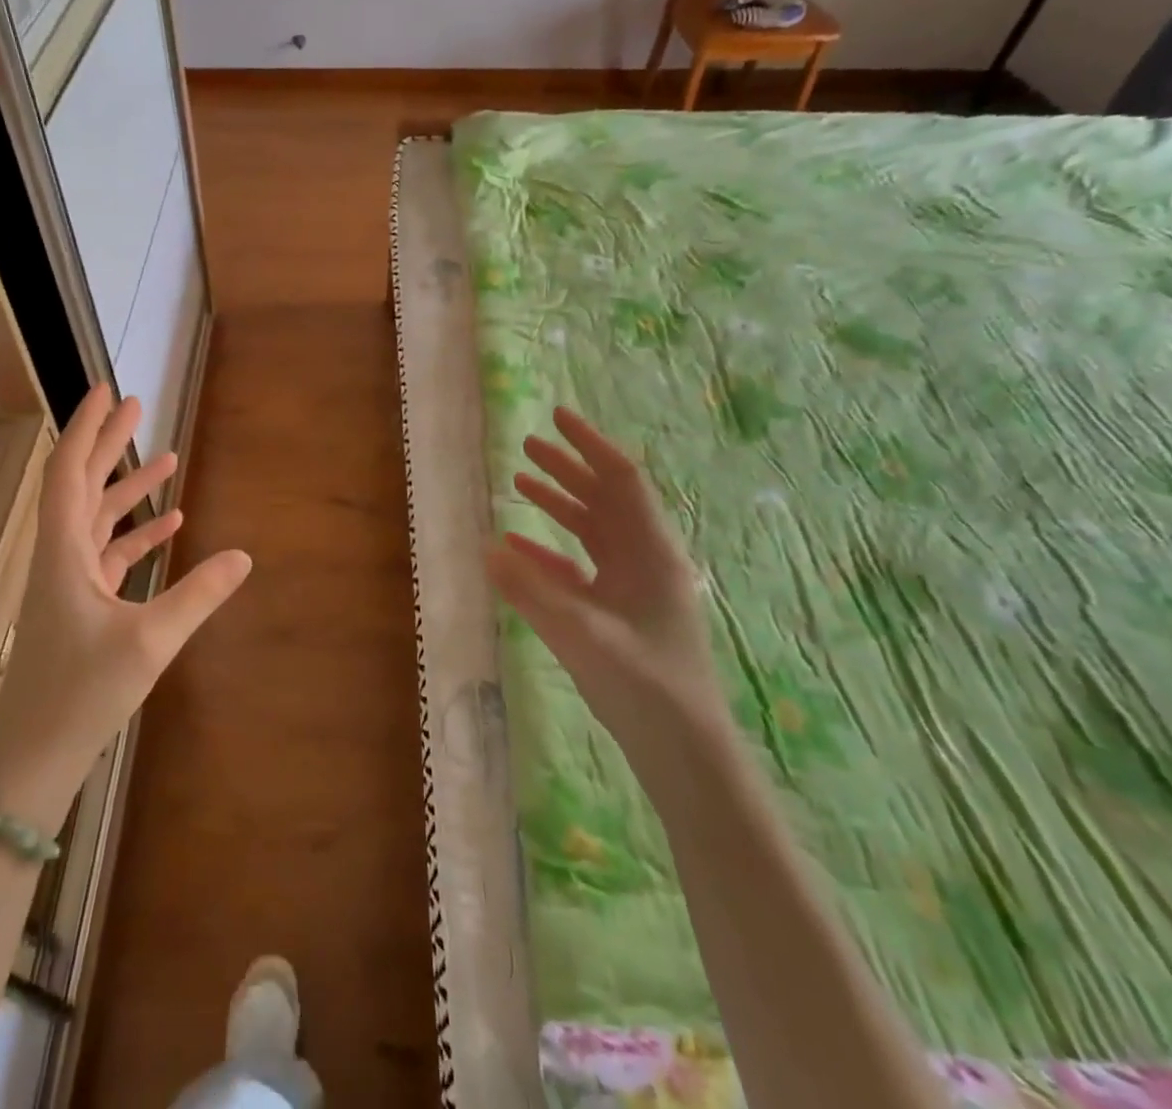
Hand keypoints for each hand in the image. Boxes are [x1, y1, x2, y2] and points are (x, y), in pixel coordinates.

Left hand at [0, 385, 250, 825]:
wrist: (32, 759)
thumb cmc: (81, 694)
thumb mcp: (150, 641)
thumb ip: (198, 594)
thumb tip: (245, 556)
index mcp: (63, 552)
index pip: (69, 472)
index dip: (86, 428)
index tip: (106, 392)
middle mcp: (60, 557)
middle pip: (83, 485)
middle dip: (109, 444)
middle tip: (137, 406)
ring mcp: (69, 582)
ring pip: (98, 519)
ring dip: (128, 488)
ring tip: (166, 458)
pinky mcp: (80, 606)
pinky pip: (109, 554)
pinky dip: (137, 534)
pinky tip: (170, 524)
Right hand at [485, 406, 720, 734]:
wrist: (685, 754)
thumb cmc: (644, 686)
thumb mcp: (582, 634)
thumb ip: (531, 590)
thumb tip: (487, 547)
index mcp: (650, 552)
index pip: (621, 479)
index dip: (589, 444)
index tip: (556, 417)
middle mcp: (644, 560)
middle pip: (605, 499)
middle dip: (568, 469)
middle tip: (527, 447)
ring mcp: (633, 588)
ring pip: (593, 531)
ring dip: (559, 505)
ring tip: (520, 483)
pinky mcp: (620, 613)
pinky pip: (582, 569)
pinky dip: (551, 554)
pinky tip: (518, 551)